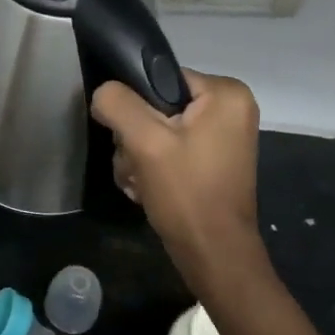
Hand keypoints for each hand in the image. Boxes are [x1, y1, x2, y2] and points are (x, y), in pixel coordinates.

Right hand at [91, 69, 270, 295]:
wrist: (214, 256)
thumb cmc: (187, 194)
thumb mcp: (145, 142)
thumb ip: (118, 104)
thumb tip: (104, 93)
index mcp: (226, 94)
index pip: (159, 77)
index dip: (135, 105)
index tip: (130, 137)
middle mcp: (230, 108)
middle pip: (157, 105)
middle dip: (136, 137)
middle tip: (136, 165)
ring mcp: (222, 136)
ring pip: (158, 129)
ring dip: (138, 156)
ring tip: (140, 182)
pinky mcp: (212, 160)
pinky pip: (169, 148)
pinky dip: (153, 167)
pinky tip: (148, 189)